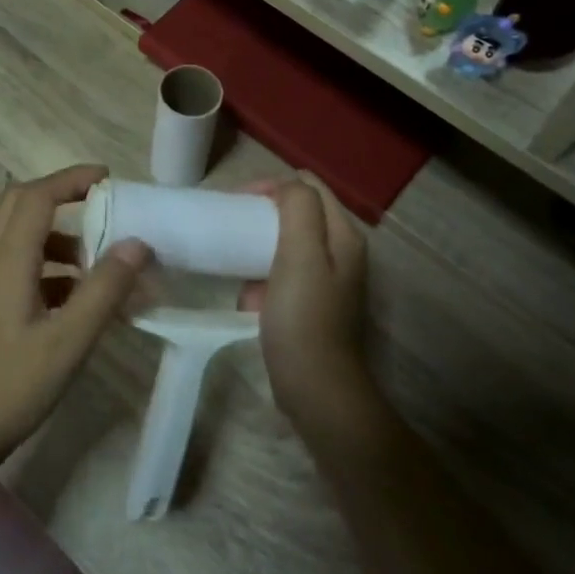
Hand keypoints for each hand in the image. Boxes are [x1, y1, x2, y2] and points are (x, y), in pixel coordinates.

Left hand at [0, 166, 150, 474]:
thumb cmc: (11, 386)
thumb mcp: (68, 340)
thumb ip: (104, 289)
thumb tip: (137, 244)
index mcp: (6, 260)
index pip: (37, 196)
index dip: (71, 179)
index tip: (108, 177)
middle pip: (19, 203)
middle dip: (61, 195)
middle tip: (102, 205)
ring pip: (17, 235)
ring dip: (57, 234)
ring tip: (98, 260)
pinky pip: (15, 264)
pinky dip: (47, 264)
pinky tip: (76, 297)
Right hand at [239, 176, 374, 437]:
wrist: (314, 388)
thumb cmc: (304, 317)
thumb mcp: (300, 254)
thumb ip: (298, 209)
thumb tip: (285, 186)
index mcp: (343, 234)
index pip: (308, 186)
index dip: (272, 186)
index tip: (237, 203)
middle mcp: (341, 251)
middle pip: (299, 213)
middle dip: (262, 215)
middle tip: (231, 226)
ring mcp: (327, 280)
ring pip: (286, 244)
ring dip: (259, 248)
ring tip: (235, 259)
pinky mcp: (311, 304)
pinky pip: (280, 275)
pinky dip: (261, 278)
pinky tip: (248, 296)